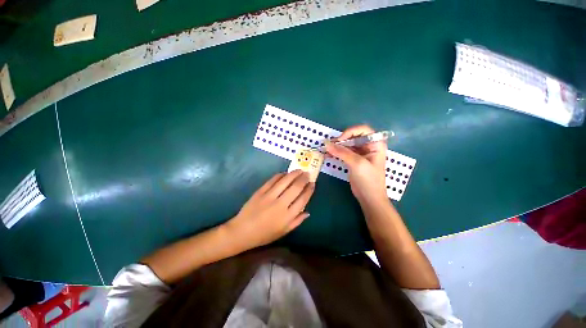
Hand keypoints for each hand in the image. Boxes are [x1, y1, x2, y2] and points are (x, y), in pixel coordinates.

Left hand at [226, 170, 314, 250]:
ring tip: (299, 170)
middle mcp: (280, 204)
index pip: (302, 200)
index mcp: (287, 216)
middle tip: (307, 174)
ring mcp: (269, 196)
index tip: (313, 184)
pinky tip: (285, 173)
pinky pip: (272, 180)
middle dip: (303, 179)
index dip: (309, 190)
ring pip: (285, 181)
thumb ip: (296, 221)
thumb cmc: (264, 235)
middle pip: (295, 188)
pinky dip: (280, 175)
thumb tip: (307, 212)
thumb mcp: (283, 232)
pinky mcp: (260, 191)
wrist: (242, 231)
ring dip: (294, 174)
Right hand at [325, 125, 386, 202]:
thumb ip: (342, 152)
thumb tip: (327, 144)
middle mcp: (368, 146)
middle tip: (330, 145)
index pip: (363, 130)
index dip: (351, 132)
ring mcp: (360, 153)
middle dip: (341, 140)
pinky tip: (328, 154)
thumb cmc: (368, 180)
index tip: (340, 140)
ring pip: (347, 144)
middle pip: (353, 136)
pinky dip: (336, 152)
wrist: (369, 197)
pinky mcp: (353, 160)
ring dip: (337, 146)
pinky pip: (344, 152)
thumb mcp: (357, 164)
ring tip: (327, 150)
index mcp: (375, 144)